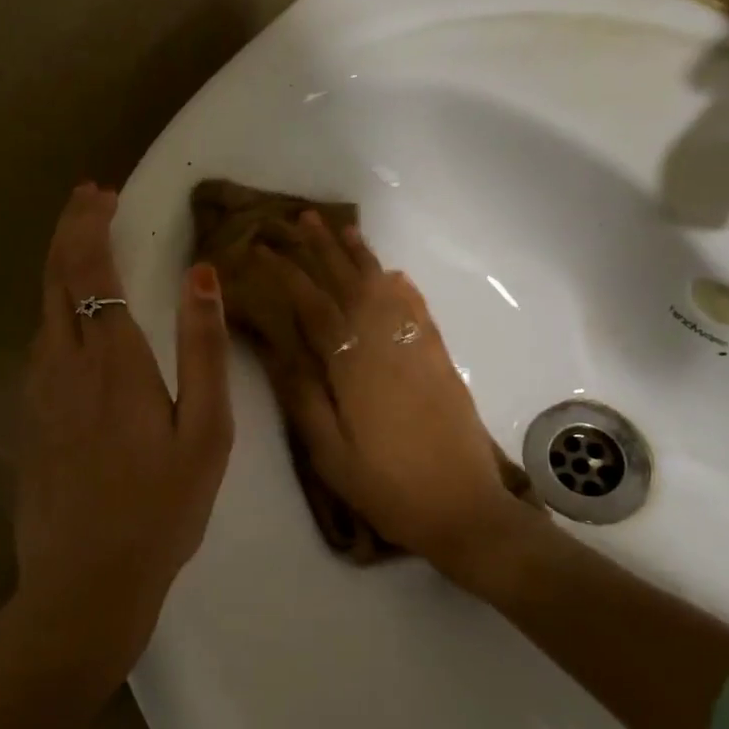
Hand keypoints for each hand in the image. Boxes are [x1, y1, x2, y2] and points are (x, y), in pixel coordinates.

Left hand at [14, 183, 233, 691]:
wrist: (85, 584)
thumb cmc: (161, 508)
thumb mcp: (205, 431)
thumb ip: (203, 349)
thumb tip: (200, 275)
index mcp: (113, 359)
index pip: (91, 268)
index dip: (92, 223)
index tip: (102, 192)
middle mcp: (65, 362)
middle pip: (56, 276)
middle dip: (69, 229)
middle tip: (89, 198)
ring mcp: (39, 390)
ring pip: (43, 307)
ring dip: (60, 265)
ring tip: (84, 243)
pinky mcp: (29, 417)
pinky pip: (40, 341)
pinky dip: (55, 305)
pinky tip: (73, 315)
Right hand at [252, 214, 531, 579]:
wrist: (465, 509)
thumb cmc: (388, 487)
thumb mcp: (331, 454)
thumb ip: (303, 397)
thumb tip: (278, 348)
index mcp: (353, 366)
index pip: (313, 306)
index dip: (286, 274)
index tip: (263, 249)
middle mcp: (386, 345)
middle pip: (350, 284)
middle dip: (323, 249)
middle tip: (302, 218)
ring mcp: (417, 348)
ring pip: (385, 288)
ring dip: (362, 257)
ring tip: (343, 229)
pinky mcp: (439, 359)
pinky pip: (417, 309)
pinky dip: (401, 287)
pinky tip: (393, 275)